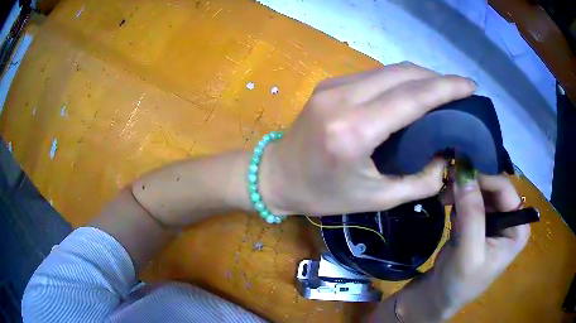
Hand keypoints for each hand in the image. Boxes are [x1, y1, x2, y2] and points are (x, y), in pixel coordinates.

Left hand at [259, 62, 475, 215]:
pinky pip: (374, 76)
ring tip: (441, 92)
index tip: (470, 85)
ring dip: (419, 77)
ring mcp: (333, 86)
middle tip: (459, 91)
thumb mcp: (376, 199)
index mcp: (354, 130)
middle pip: (403, 74)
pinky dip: (399, 80)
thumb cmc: (323, 195)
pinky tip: (412, 92)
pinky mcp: (329, 85)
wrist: (276, 176)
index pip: (413, 97)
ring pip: (389, 70)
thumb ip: (419, 181)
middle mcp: (343, 98)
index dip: (446, 87)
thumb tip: (447, 157)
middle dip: (436, 78)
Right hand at [423, 173, 530, 318]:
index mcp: (518, 228)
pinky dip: (459, 200)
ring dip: (462, 192)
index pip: (505, 190)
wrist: (439, 296)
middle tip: (446, 186)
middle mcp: (510, 220)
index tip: (456, 176)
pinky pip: (472, 200)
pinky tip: (450, 213)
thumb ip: (471, 214)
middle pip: (492, 188)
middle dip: (470, 186)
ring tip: (444, 200)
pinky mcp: (481, 223)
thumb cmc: (459, 282)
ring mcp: (496, 220)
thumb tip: (464, 172)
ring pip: (481, 191)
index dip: (482, 180)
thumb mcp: (468, 252)